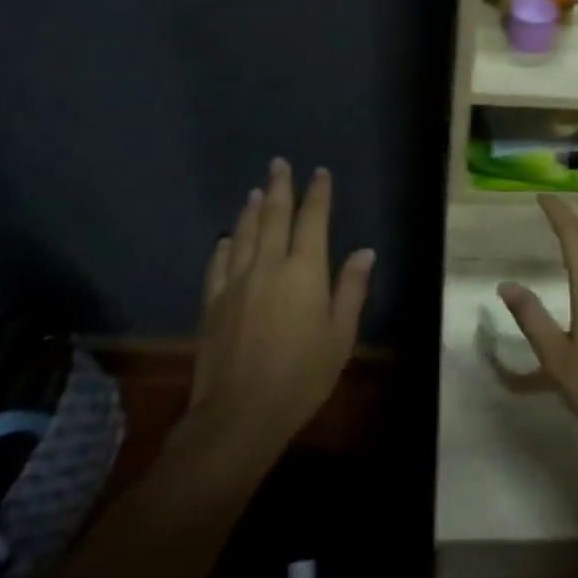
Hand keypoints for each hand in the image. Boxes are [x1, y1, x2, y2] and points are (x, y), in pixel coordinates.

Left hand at [181, 160, 374, 469]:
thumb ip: (351, 289)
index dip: (318, 194)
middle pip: (274, 216)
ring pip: (244, 234)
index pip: (313, 220)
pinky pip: (218, 264)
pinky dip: (226, 246)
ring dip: (253, 210)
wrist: (239, 413)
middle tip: (279, 163)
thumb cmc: (302, 375)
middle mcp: (268, 266)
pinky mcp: (212, 303)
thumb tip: (364, 252)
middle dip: (280, 187)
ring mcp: (235, 283)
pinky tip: (227, 239)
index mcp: (304, 271)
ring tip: (258, 191)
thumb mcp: (340, 336)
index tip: (319, 173)